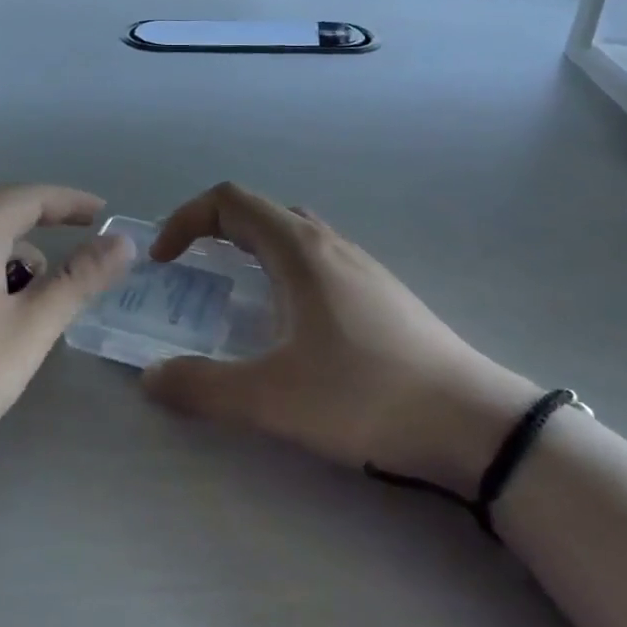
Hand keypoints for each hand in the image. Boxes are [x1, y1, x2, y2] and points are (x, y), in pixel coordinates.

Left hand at [0, 184, 135, 481]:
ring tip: (29, 317)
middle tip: (73, 281)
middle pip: (2, 219)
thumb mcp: (26, 331)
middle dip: (43, 242)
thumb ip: (77, 282)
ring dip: (11, 268)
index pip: (32, 196)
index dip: (72, 203)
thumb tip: (122, 241)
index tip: (105, 216)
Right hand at [140, 183, 539, 496]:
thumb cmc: (366, 396)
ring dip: (251, 250)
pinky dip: (283, 272)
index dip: (185, 219)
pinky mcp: (382, 295)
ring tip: (235, 296)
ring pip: (293, 235)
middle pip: (259, 212)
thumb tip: (150, 378)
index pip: (229, 201)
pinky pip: (318, 261)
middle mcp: (329, 244)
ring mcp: (362, 267)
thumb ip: (202, 388)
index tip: (165, 261)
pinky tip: (291, 327)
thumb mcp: (272, 399)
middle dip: (214, 231)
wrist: (476, 424)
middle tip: (192, 272)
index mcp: (299, 250)